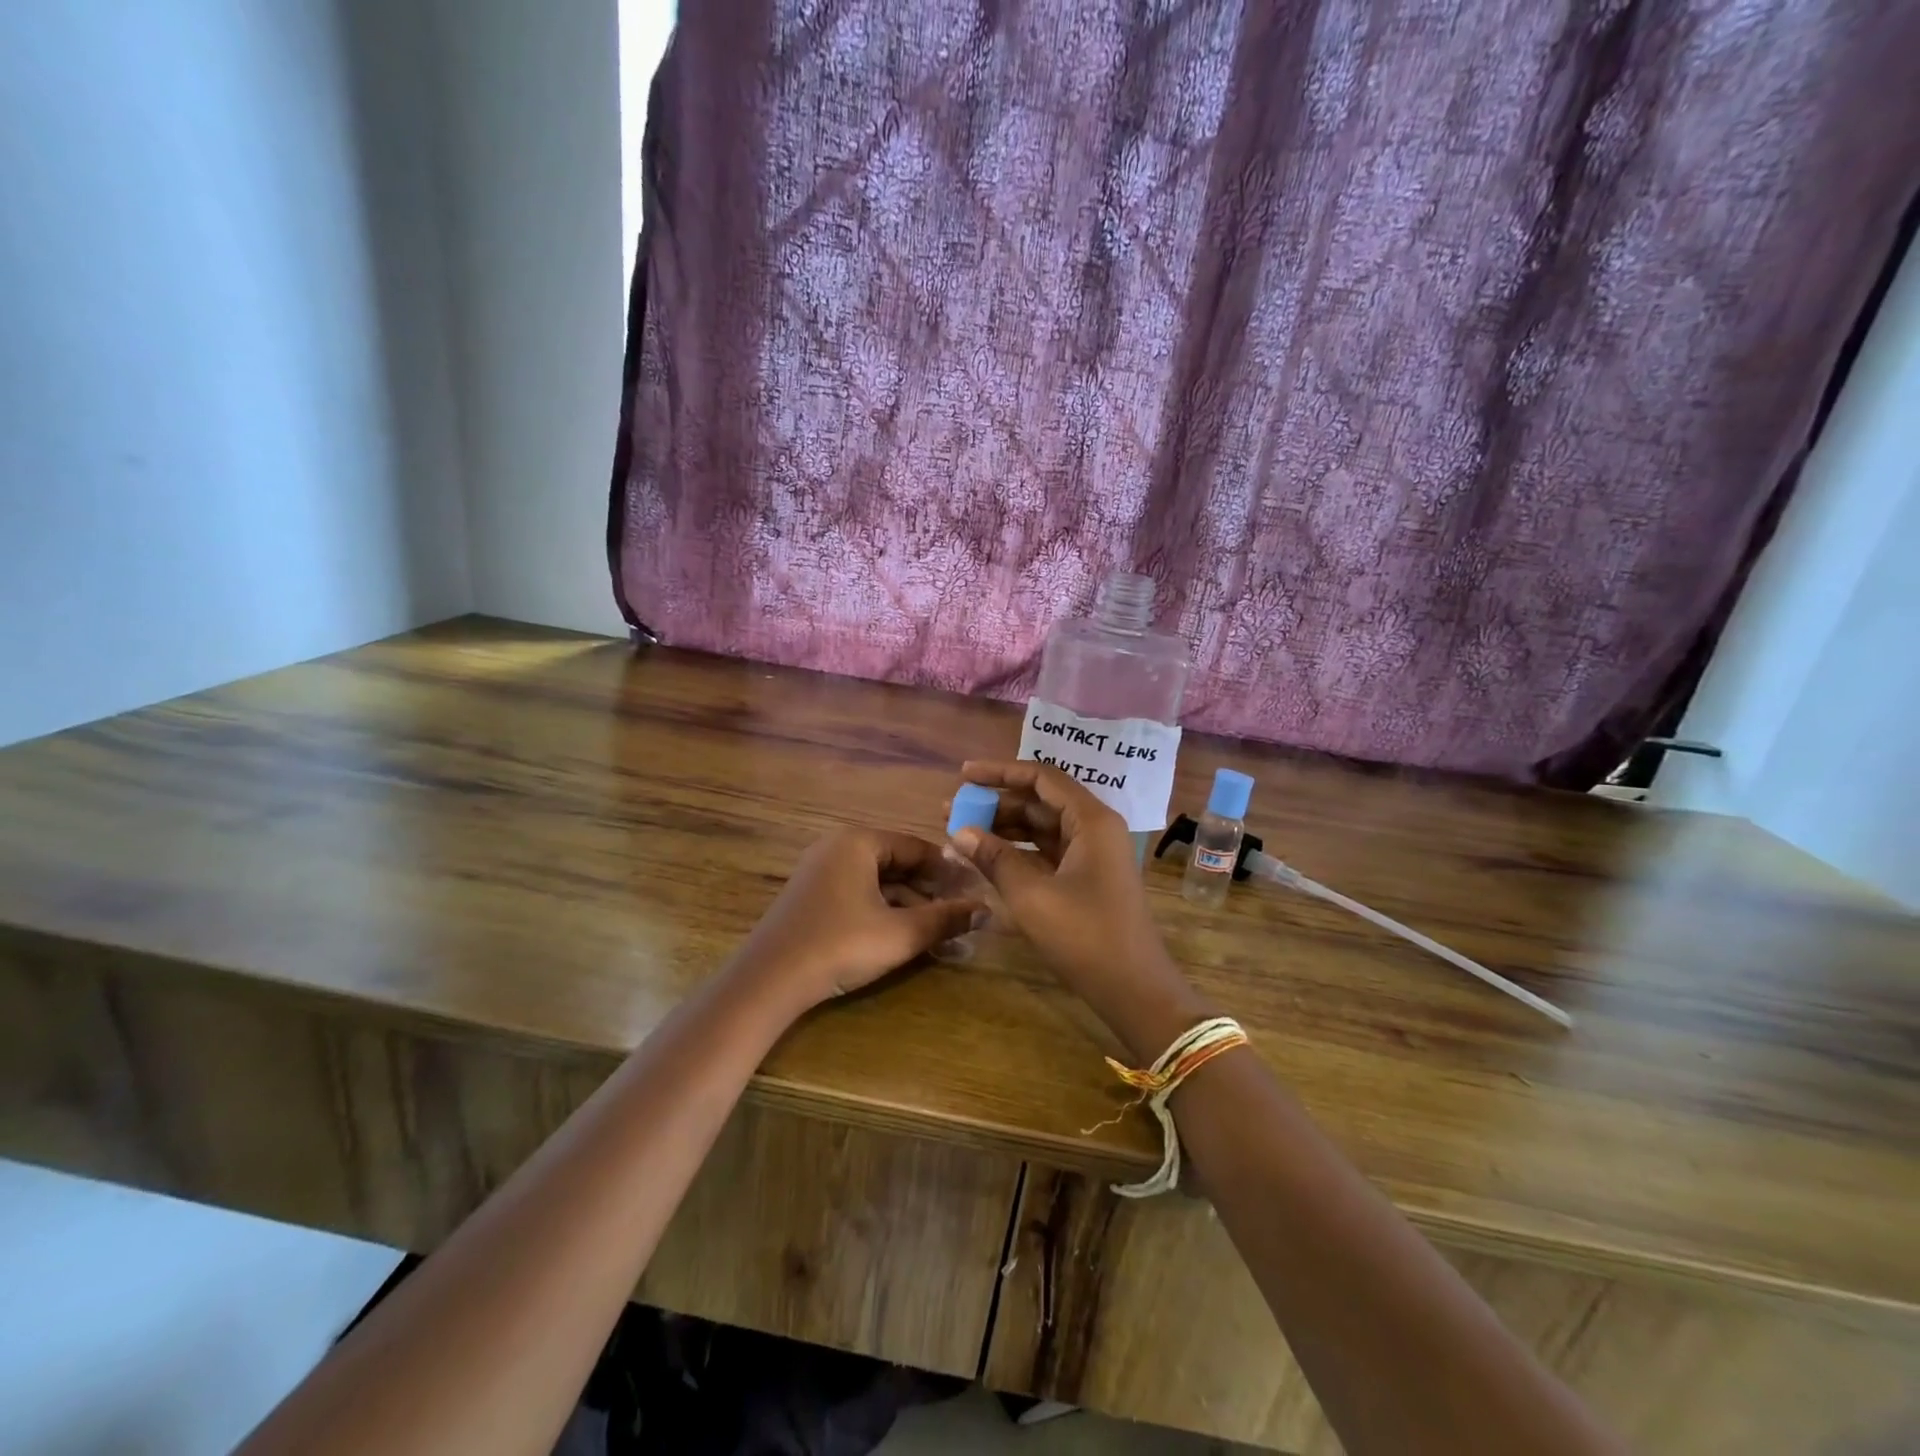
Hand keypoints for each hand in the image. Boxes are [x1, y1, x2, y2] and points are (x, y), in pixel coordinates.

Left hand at [732, 828, 982, 1009]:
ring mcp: (821, 872)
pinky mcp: (812, 897)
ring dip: (910, 906)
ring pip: (879, 883)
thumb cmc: (840, 945)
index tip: (976, 892)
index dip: (950, 871)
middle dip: (931, 892)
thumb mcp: (900, 934)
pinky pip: (859, 894)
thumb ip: (946, 919)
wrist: (768, 981)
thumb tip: (987, 911)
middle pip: (898, 864)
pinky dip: (884, 912)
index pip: (917, 847)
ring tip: (940, 932)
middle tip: (961, 915)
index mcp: (859, 841)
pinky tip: (905, 936)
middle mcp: (838, 847)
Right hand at [948, 761, 1208, 1055]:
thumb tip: (958, 832)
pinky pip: (1047, 851)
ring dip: (1003, 827)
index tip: (963, 774)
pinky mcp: (1086, 877)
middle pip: (1040, 801)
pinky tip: (986, 857)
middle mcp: (1094, 827)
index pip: (1041, 777)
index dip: (1000, 772)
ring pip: (1041, 827)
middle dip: (996, 803)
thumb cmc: (1085, 936)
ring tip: (961, 833)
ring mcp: (1092, 853)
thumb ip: (994, 858)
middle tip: (952, 811)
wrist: (1133, 989)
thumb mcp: (1032, 895)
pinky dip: (1017, 851)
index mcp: (1090, 820)